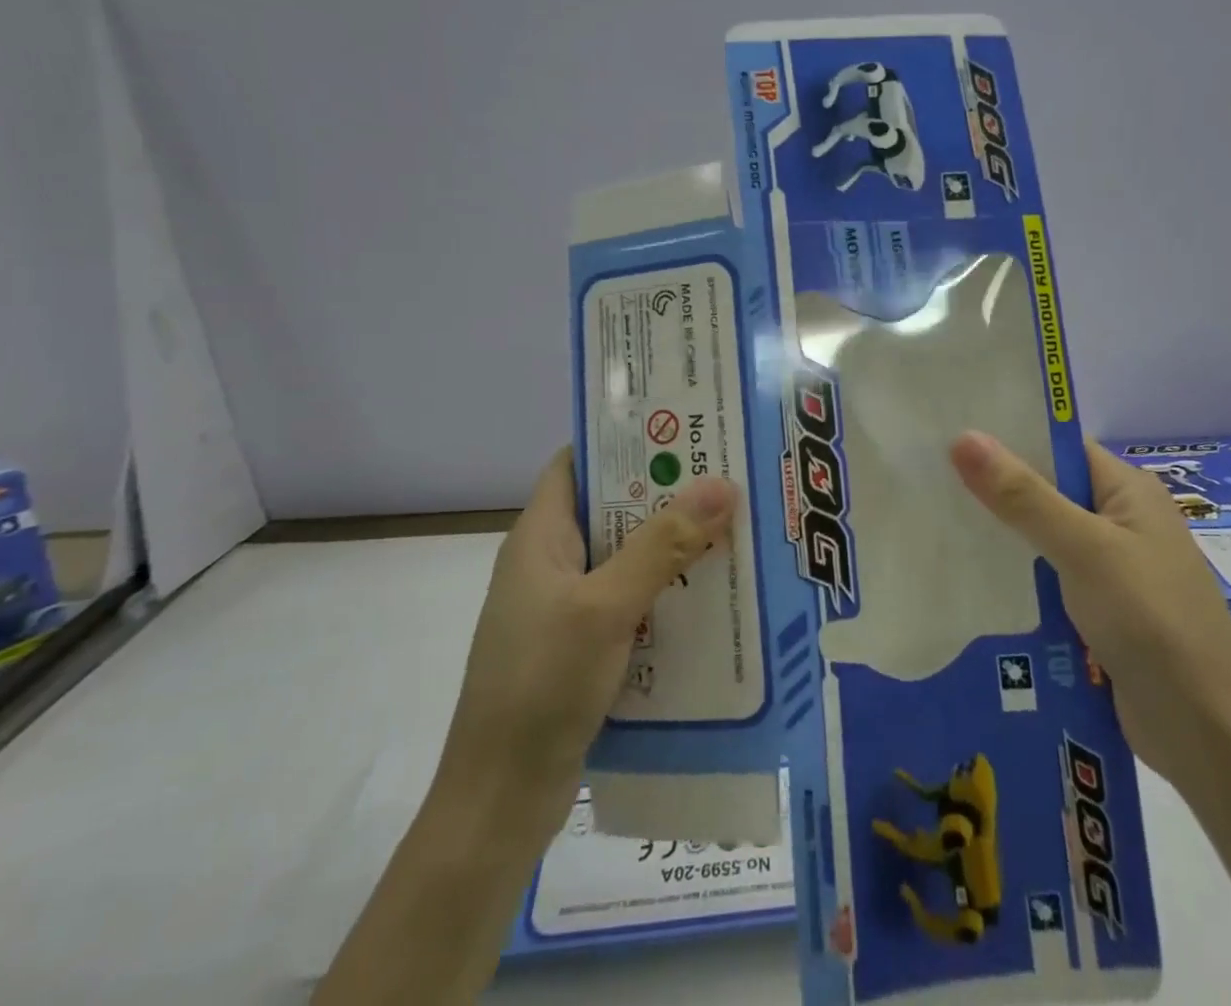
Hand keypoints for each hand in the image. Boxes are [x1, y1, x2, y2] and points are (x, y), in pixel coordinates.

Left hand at [436, 448, 738, 839]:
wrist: (498, 802)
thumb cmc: (541, 685)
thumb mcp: (606, 606)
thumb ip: (664, 544)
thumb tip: (722, 483)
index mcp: (540, 537)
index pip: (577, 463)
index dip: (624, 440)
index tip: (682, 428)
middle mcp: (550, 564)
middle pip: (611, 509)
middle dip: (665, 492)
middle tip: (726, 475)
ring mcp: (564, 607)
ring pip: (625, 557)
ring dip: (671, 544)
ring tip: (732, 526)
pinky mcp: (581, 647)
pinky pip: (629, 601)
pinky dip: (665, 591)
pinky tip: (711, 595)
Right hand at [951, 432, 1230, 783]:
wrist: (1208, 735)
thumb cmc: (1152, 621)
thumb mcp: (1084, 549)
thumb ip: (1022, 495)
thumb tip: (962, 435)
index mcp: (1128, 491)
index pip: (1058, 447)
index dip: (1007, 437)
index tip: (947, 434)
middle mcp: (1121, 522)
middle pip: (1046, 493)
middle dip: (993, 491)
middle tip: (925, 481)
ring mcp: (1111, 571)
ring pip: (1041, 541)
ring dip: (999, 539)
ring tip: (931, 525)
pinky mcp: (1099, 613)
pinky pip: (1047, 582)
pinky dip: (1014, 580)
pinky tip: (966, 580)